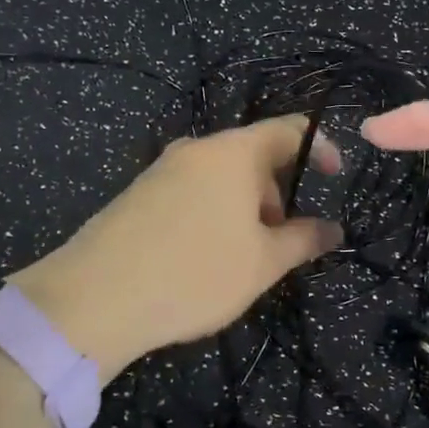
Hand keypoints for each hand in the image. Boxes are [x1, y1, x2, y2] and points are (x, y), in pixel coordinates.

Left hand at [10, 116, 344, 379]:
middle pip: (253, 155)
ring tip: (244, 257)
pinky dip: (214, 213)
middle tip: (283, 240)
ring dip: (246, 207)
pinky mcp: (138, 194)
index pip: (289, 129)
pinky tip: (204, 258)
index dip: (321, 147)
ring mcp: (162, 169)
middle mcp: (197, 149)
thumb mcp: (262, 263)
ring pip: (221, 177)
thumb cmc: (195, 273)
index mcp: (234, 153)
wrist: (94, 298)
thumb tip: (333, 229)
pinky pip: (192, 191)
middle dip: (278, 191)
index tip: (334, 178)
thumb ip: (304, 240)